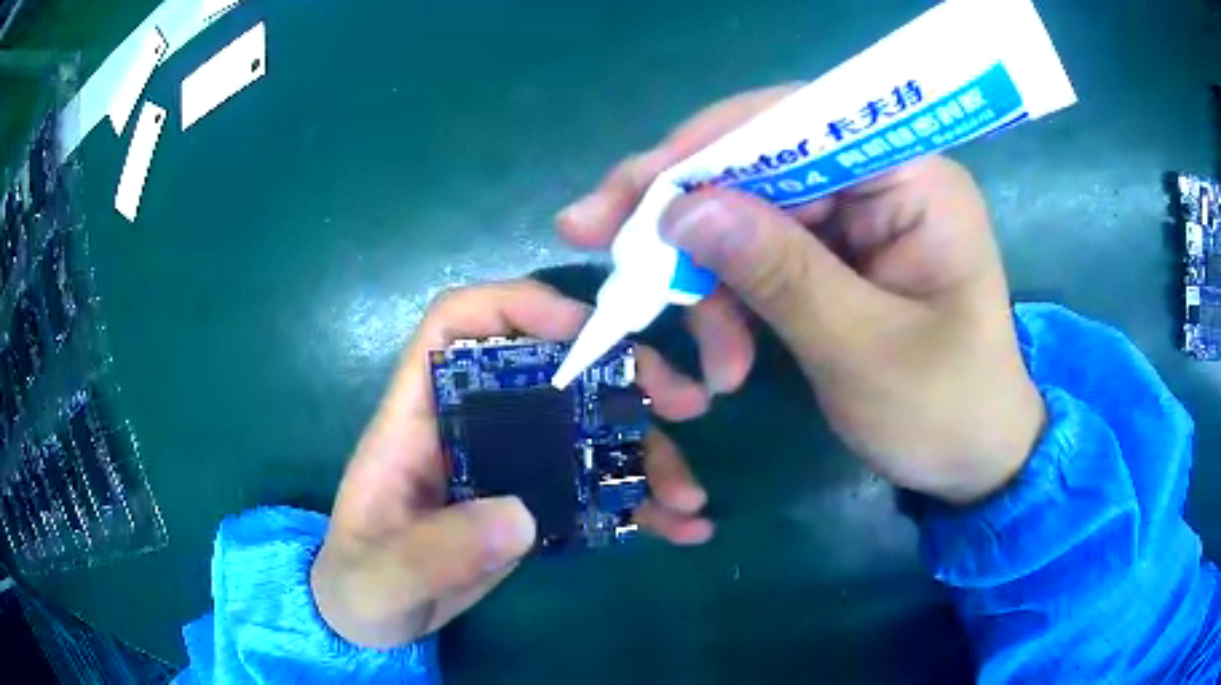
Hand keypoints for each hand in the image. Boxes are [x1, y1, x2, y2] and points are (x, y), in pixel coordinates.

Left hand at [312, 280, 713, 648]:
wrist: (374, 618)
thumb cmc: (359, 584)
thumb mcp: (383, 576)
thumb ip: (435, 550)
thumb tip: (522, 515)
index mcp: (416, 420)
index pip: (455, 325)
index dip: (517, 306)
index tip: (586, 330)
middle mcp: (470, 426)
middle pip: (548, 367)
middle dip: (622, 373)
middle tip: (685, 404)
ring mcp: (509, 465)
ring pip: (588, 429)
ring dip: (646, 451)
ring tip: (689, 495)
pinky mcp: (535, 504)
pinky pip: (595, 490)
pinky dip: (640, 504)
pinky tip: (681, 527)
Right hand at [558, 88, 1045, 504]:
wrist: (974, 462)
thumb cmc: (944, 412)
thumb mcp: (862, 350)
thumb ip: (779, 273)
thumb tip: (683, 208)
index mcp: (914, 179)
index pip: (798, 120)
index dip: (711, 143)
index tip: (637, 185)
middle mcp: (881, 179)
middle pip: (760, 161)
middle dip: (686, 213)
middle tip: (598, 239)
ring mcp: (855, 217)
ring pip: (748, 213)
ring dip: (708, 279)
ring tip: (712, 364)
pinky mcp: (835, 256)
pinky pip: (759, 255)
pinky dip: (729, 302)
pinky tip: (727, 359)